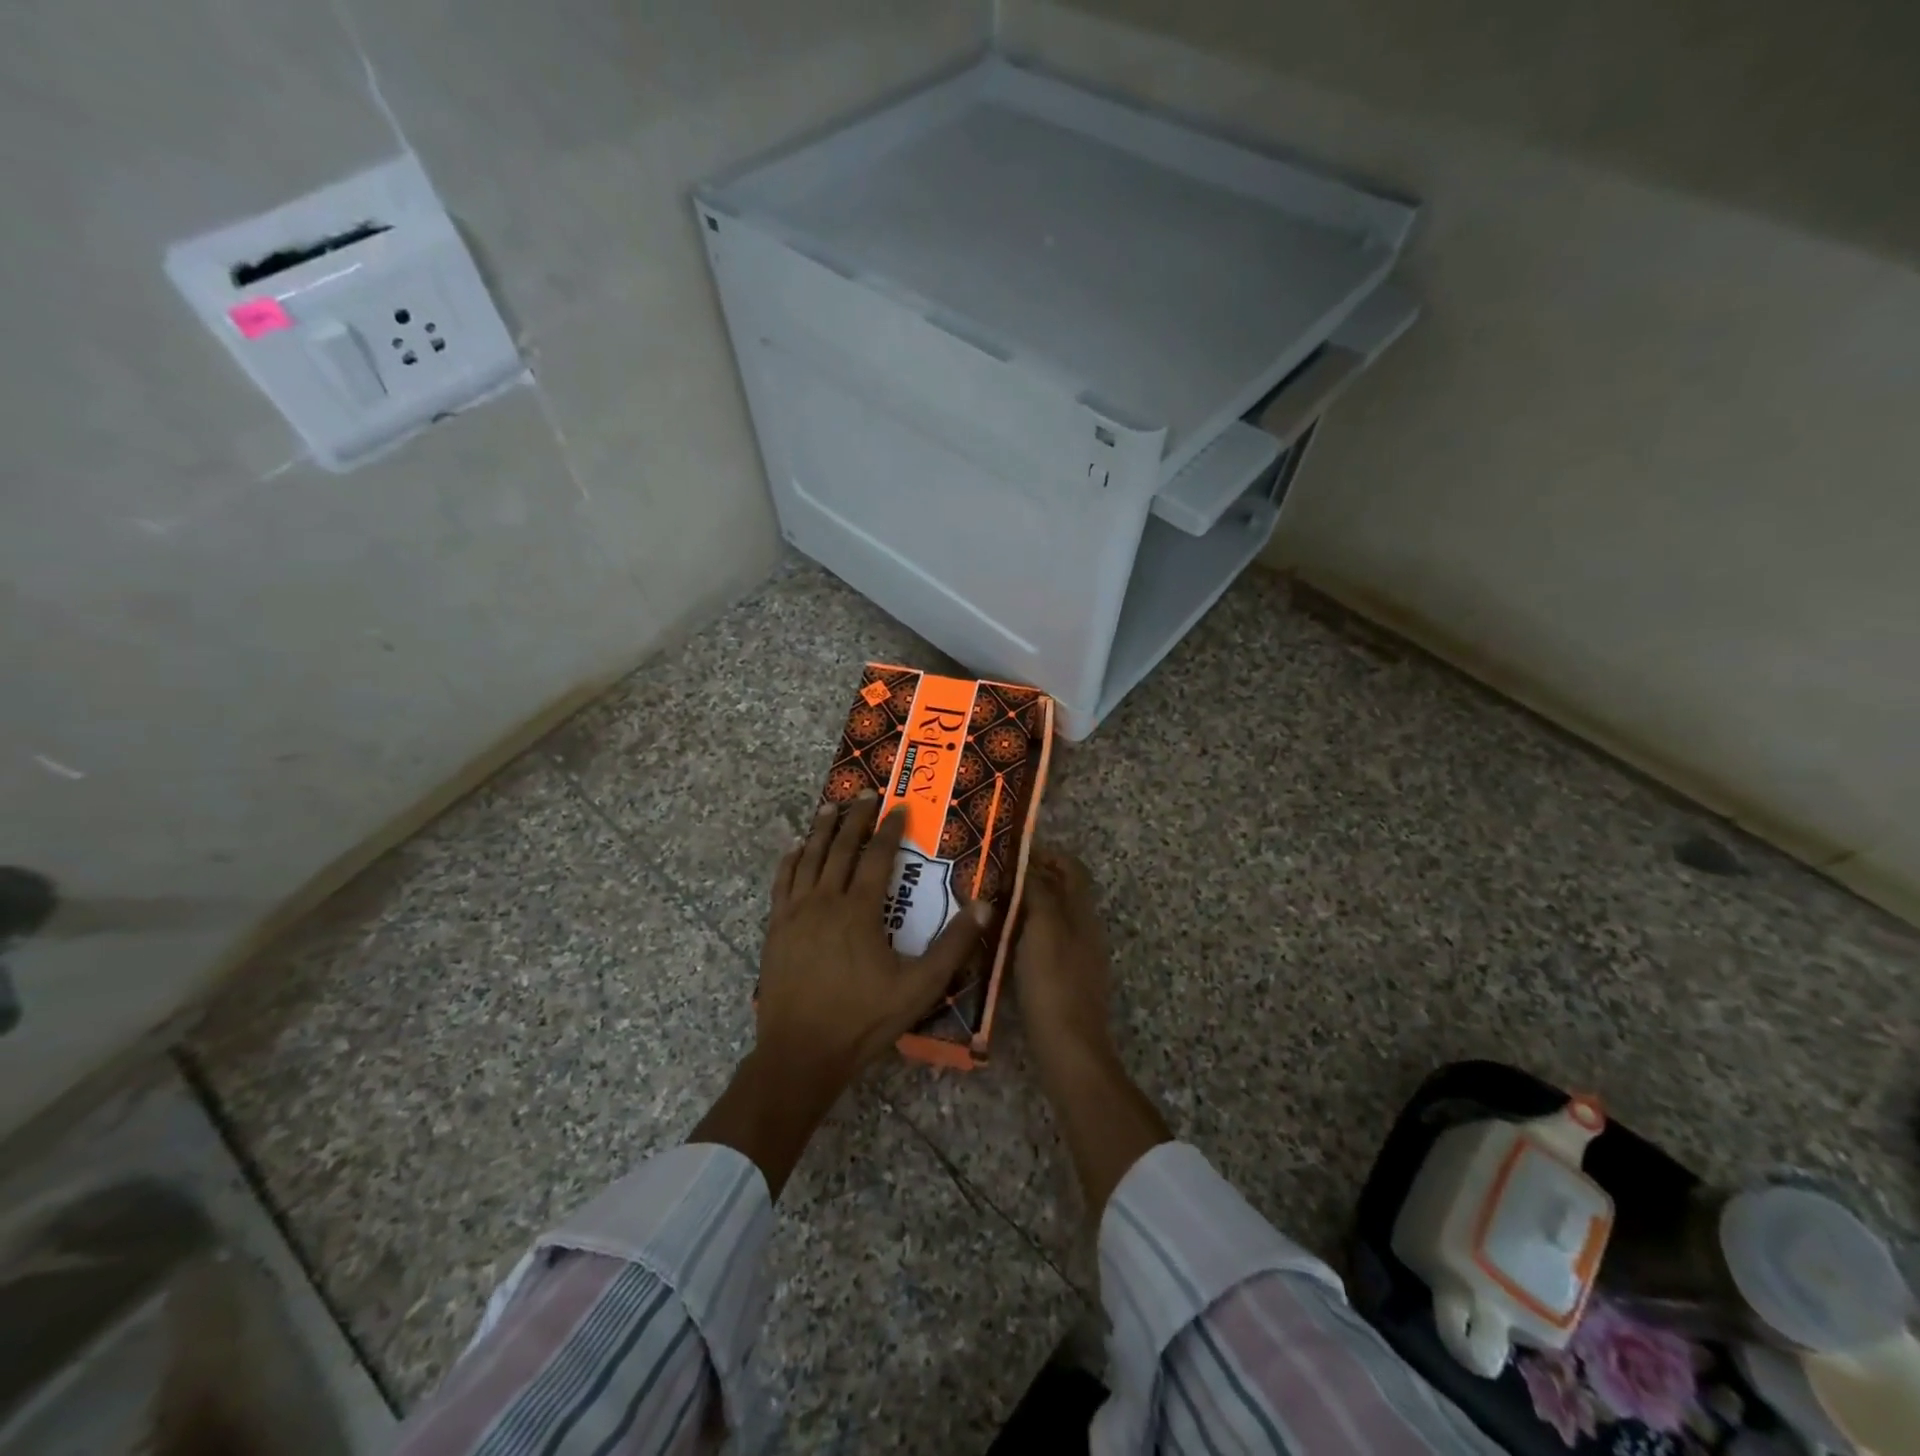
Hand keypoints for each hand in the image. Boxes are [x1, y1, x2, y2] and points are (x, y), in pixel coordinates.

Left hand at [757, 793, 990, 1093]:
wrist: (801, 1052)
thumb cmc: (864, 1019)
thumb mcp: (920, 987)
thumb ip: (954, 945)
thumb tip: (986, 906)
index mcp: (860, 910)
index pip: (877, 856)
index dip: (889, 829)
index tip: (898, 807)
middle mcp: (826, 901)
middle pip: (841, 847)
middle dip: (855, 818)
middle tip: (864, 793)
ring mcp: (796, 913)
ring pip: (809, 858)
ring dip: (822, 830)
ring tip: (830, 807)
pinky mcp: (777, 928)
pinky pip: (782, 882)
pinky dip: (790, 860)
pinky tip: (795, 848)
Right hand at [1012, 848, 1168, 1215]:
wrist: (1069, 1048)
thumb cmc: (1054, 982)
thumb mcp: (1044, 929)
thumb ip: (1039, 892)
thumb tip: (1031, 864)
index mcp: (1083, 912)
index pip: (1072, 868)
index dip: (1047, 853)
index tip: (1014, 849)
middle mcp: (1084, 929)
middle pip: (1062, 890)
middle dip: (1033, 877)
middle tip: (995, 874)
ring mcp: (1077, 956)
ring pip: (1052, 917)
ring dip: (1026, 904)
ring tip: (991, 903)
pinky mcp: (1064, 979)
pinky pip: (1044, 941)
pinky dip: (1025, 931)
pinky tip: (999, 940)